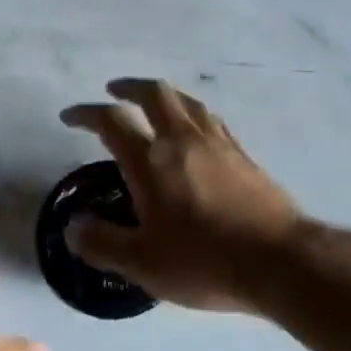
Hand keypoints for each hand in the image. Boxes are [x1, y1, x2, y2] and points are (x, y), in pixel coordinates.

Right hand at [60, 79, 307, 312]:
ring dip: (164, 96)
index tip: (70, 116)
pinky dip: (193, 115)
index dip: (86, 113)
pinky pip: (212, 121)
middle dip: (129, 87)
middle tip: (114, 91)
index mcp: (151, 160)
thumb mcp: (142, 263)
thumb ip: (102, 243)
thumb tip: (73, 227)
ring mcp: (218, 144)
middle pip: (154, 94)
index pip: (112, 121)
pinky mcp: (244, 156)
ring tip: (155, 104)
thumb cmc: (204, 261)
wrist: (279, 260)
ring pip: (188, 102)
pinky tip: (197, 132)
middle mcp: (183, 141)